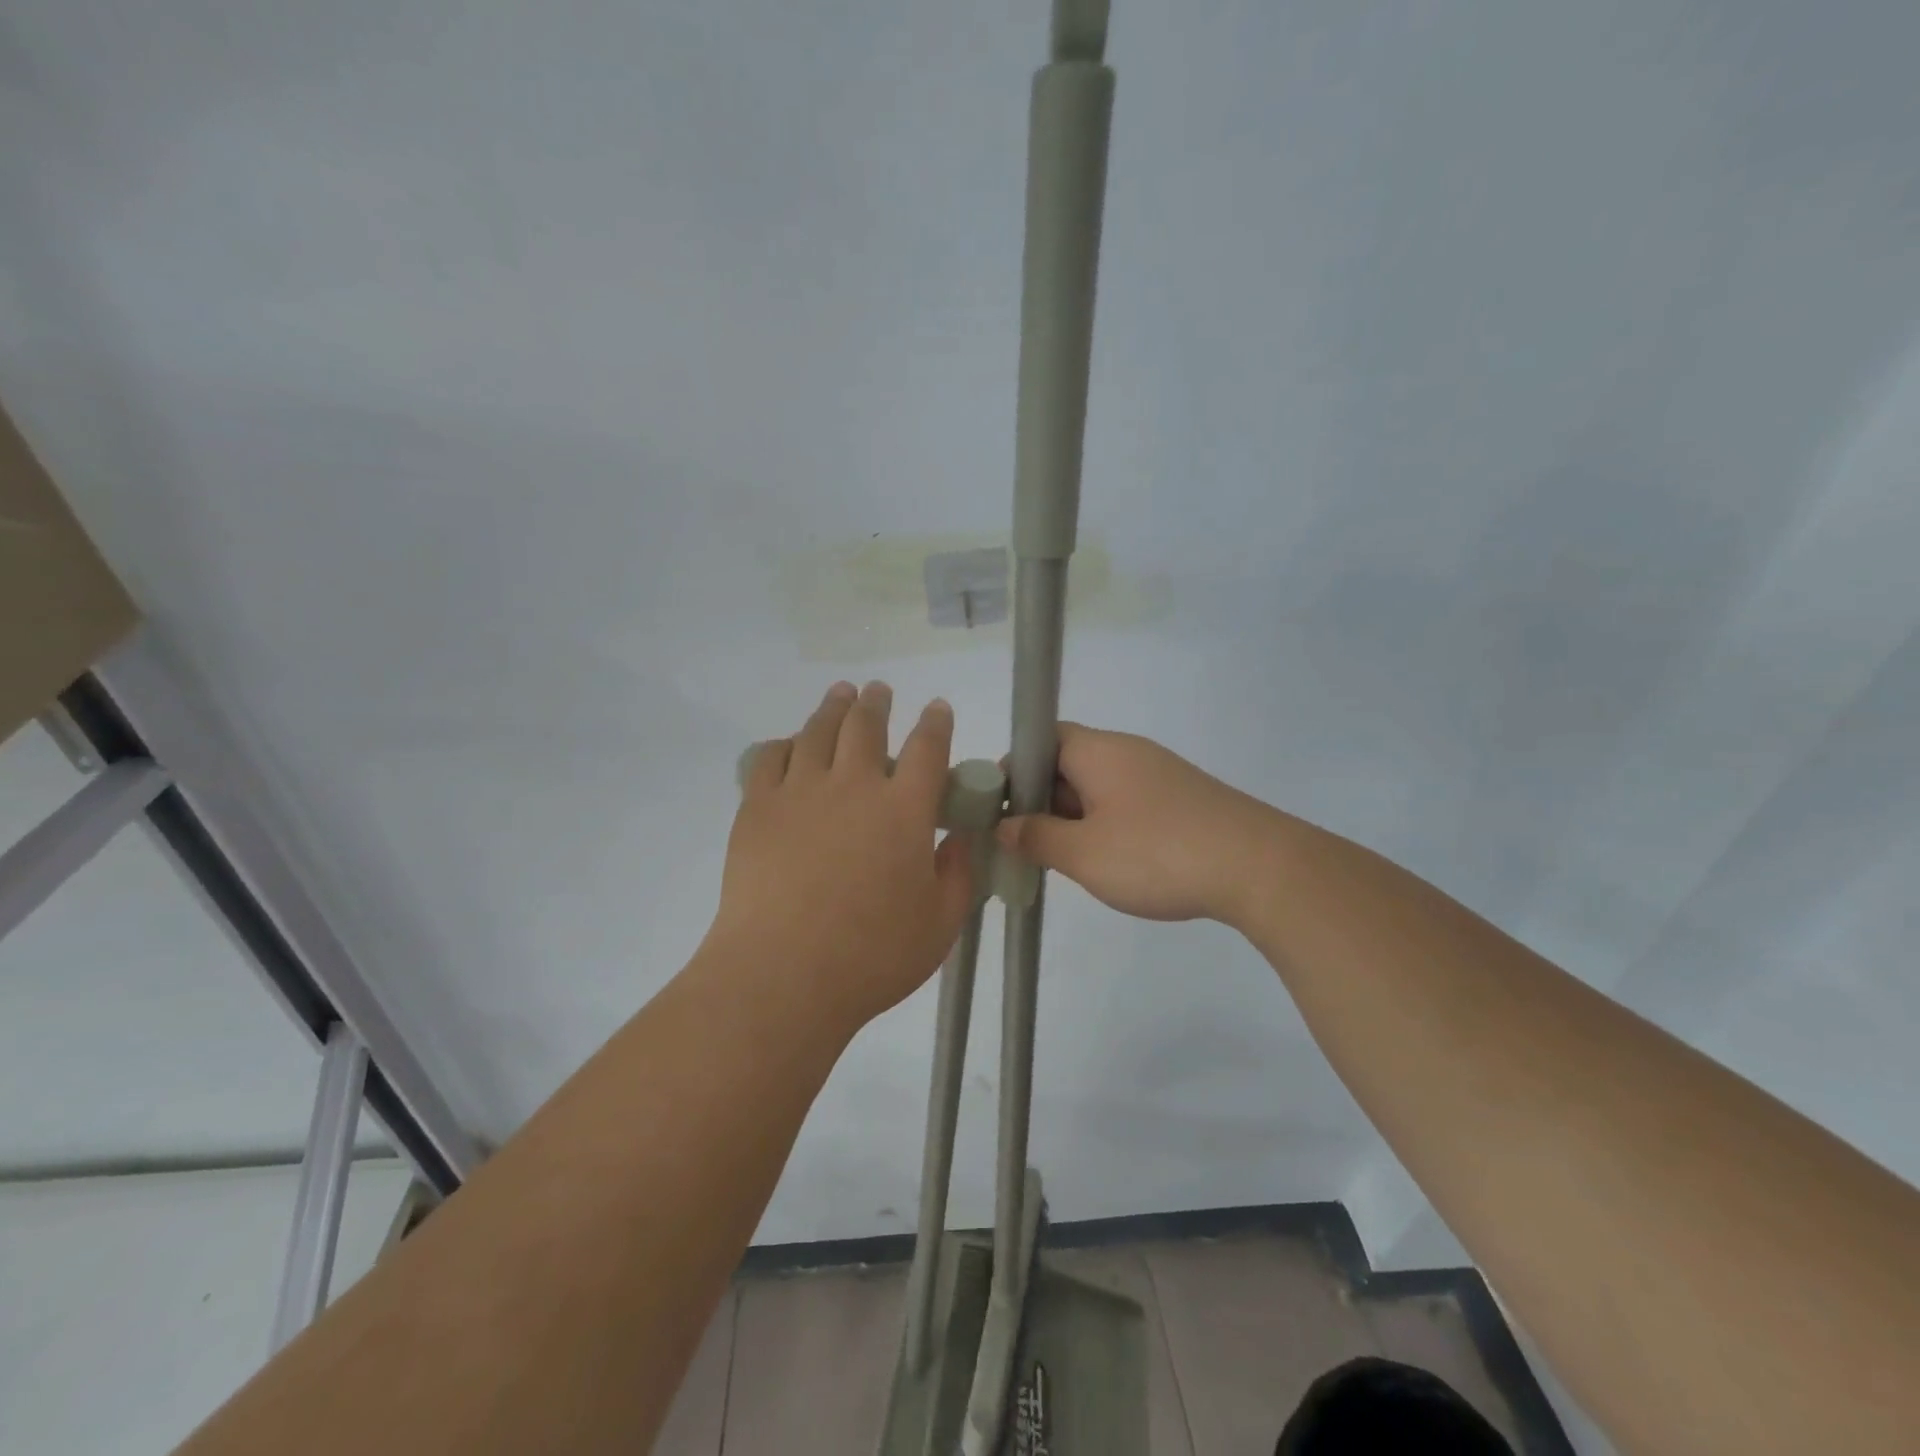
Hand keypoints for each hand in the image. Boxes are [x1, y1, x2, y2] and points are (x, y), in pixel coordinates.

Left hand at [706, 681, 974, 1034]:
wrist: (782, 974)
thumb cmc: (872, 956)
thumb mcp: (940, 924)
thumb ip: (958, 874)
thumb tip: (959, 838)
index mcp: (904, 809)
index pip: (928, 748)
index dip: (936, 723)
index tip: (938, 708)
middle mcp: (854, 785)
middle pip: (866, 725)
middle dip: (877, 702)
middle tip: (878, 690)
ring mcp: (801, 791)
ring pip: (818, 731)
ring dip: (833, 707)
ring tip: (840, 694)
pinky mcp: (758, 807)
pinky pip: (770, 758)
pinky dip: (784, 743)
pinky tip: (789, 744)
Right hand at [996, 723, 1278, 924]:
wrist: (1259, 868)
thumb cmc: (1157, 853)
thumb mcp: (1084, 853)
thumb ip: (1037, 837)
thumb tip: (1006, 826)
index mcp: (1098, 751)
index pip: (1040, 739)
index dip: (1014, 770)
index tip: (999, 810)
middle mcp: (1127, 753)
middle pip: (1067, 763)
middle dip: (1041, 801)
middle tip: (1025, 844)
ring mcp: (1158, 775)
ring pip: (1097, 788)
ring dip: (1073, 818)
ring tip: (1062, 861)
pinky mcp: (1181, 801)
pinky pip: (1126, 804)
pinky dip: (1105, 827)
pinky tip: (1108, 863)